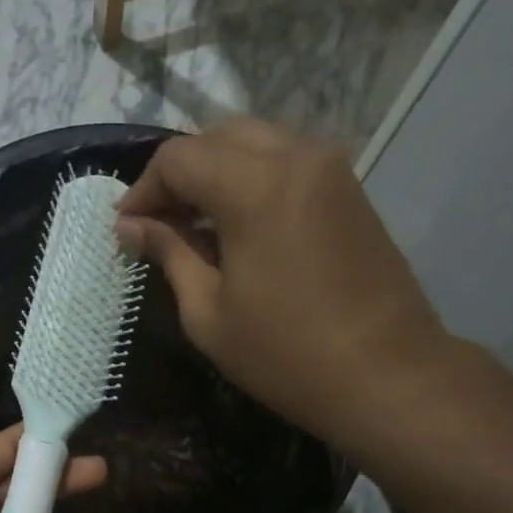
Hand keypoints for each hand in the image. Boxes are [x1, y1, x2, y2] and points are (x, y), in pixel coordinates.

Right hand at [115, 119, 451, 448]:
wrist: (387, 375)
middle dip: (178, 175)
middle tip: (157, 224)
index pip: (179, 158)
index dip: (142, 190)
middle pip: (218, 138)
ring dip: (215, 173)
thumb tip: (131, 227)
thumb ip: (169, 254)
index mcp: (256, 186)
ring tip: (193, 225)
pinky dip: (250, 181)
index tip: (125, 230)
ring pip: (255, 144)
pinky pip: (286, 163)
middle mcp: (297, 157)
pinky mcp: (349, 190)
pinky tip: (236, 227)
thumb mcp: (208, 313)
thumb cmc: (286, 354)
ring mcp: (331, 170)